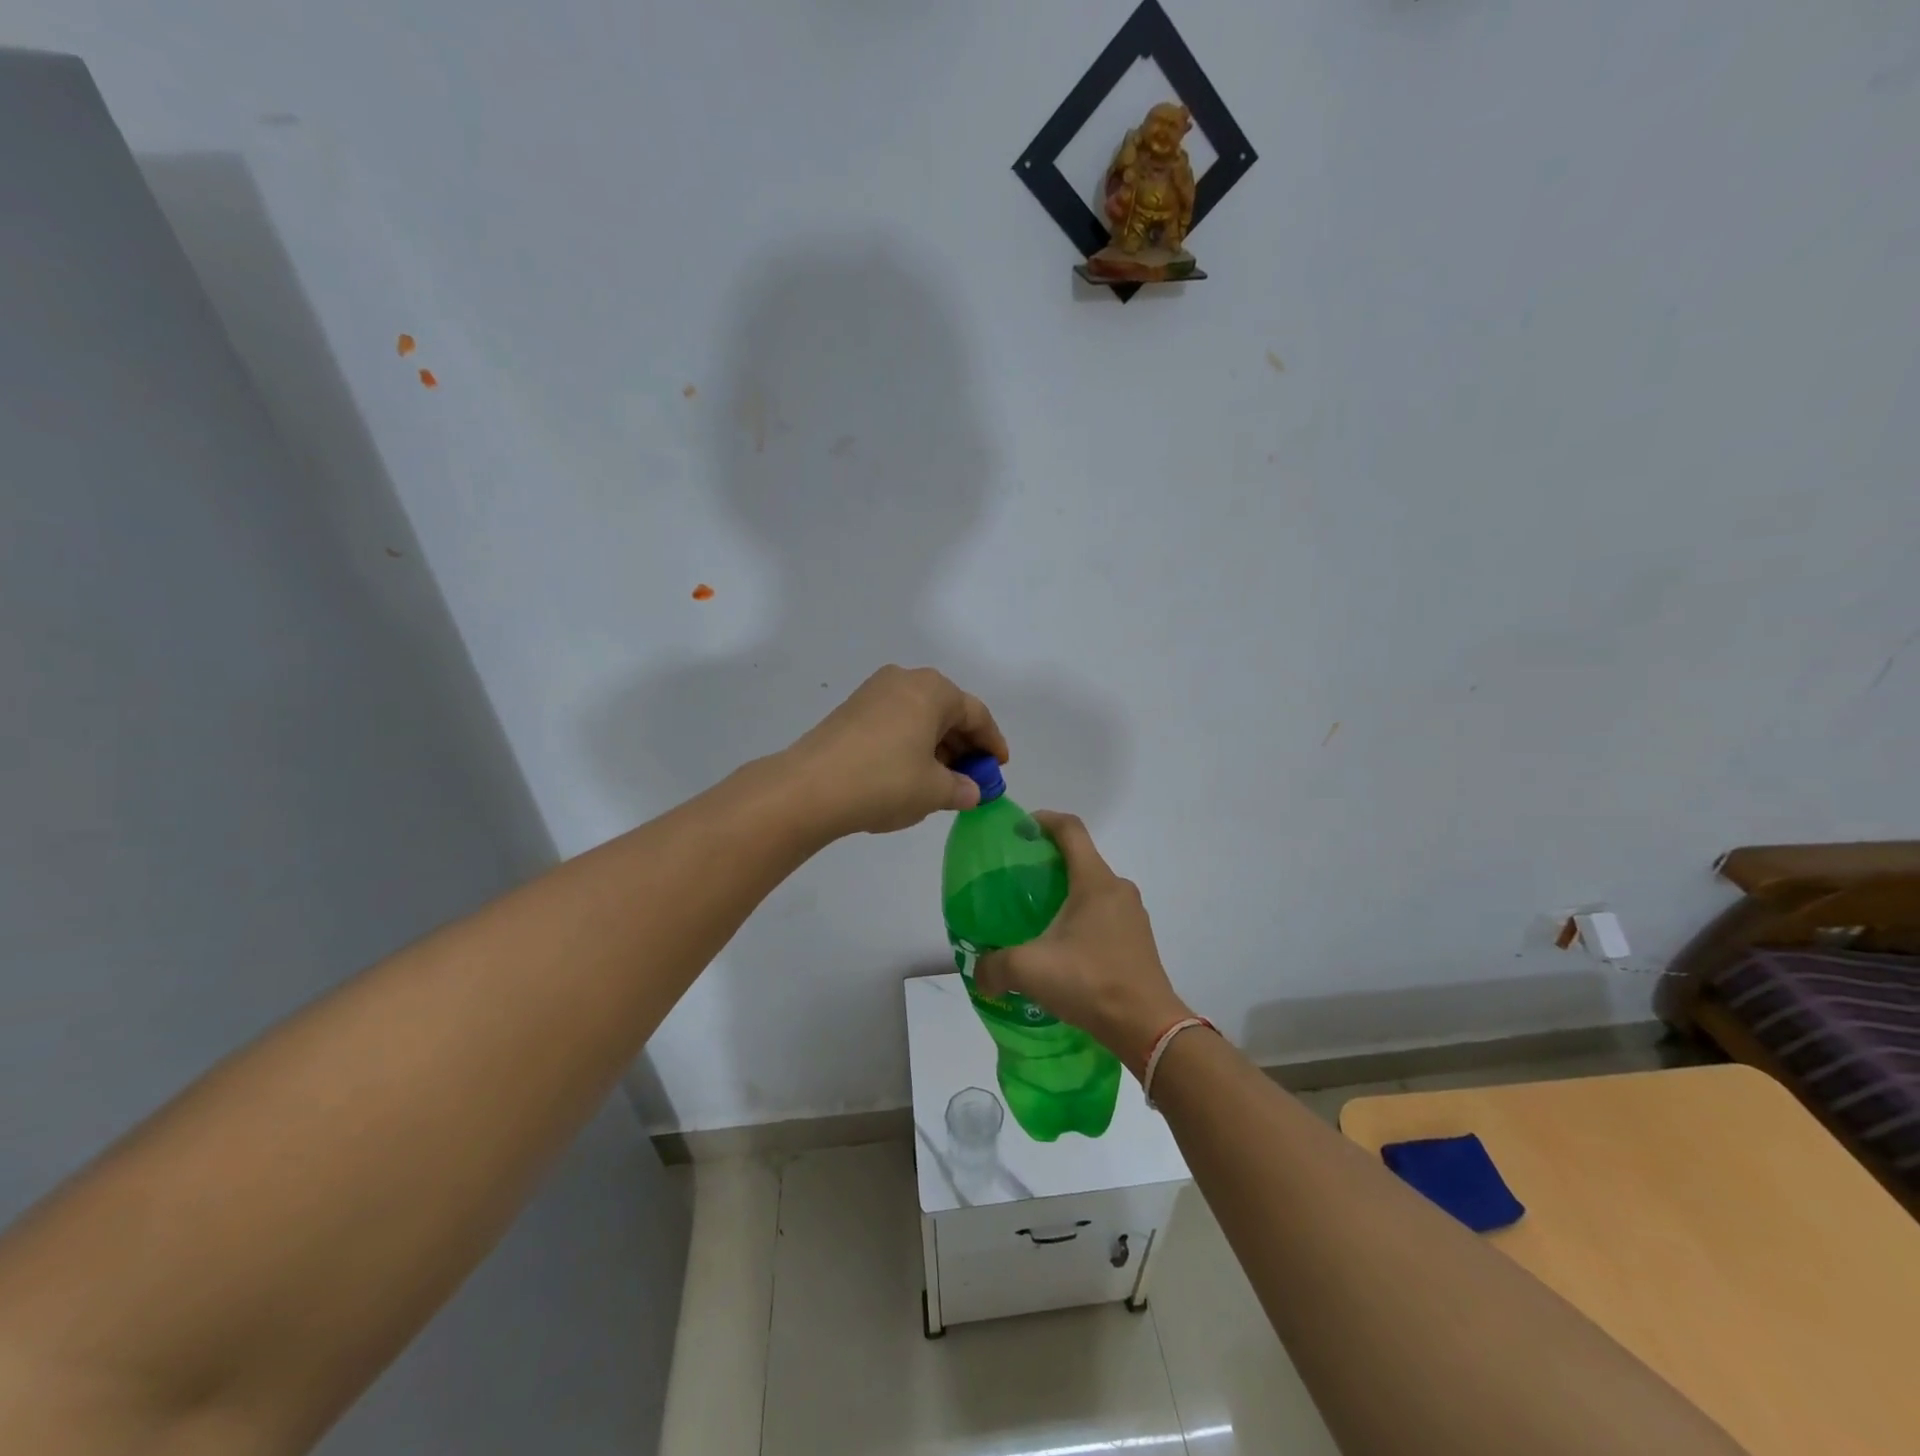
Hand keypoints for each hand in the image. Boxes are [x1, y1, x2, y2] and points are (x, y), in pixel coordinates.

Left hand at [783, 666, 1008, 836]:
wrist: (809, 788)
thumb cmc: (885, 782)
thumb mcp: (934, 791)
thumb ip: (962, 788)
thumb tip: (970, 790)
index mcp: (932, 690)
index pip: (976, 714)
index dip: (992, 743)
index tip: (1000, 767)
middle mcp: (904, 680)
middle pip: (947, 712)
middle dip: (963, 746)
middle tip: (973, 778)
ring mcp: (873, 693)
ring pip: (919, 717)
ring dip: (936, 747)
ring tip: (943, 781)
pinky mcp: (851, 710)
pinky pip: (895, 723)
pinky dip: (910, 745)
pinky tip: (910, 774)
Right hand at [975, 812, 1192, 1074]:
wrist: (1146, 1027)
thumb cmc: (1090, 982)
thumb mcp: (1030, 970)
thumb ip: (994, 966)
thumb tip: (979, 971)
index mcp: (1095, 881)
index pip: (1070, 830)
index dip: (1044, 820)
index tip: (1019, 829)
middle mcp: (1118, 889)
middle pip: (1081, 858)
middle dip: (1049, 862)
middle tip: (1018, 880)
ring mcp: (1133, 915)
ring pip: (1093, 888)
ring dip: (1066, 893)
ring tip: (1036, 916)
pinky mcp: (1138, 940)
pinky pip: (1104, 914)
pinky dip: (1081, 917)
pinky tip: (1062, 947)